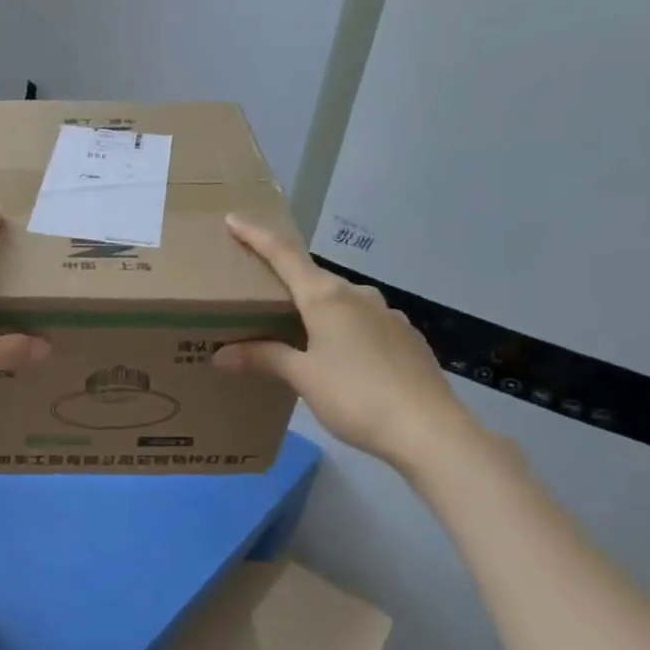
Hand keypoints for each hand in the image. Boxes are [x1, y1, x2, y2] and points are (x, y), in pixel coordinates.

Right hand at [213, 215, 480, 474]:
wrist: (429, 430)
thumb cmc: (356, 396)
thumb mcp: (303, 378)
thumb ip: (264, 358)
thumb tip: (221, 354)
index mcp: (326, 297)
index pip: (283, 255)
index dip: (256, 236)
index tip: (234, 219)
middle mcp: (358, 295)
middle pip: (312, 277)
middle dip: (285, 281)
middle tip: (259, 295)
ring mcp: (387, 314)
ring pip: (340, 300)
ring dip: (316, 308)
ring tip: (297, 331)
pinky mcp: (405, 336)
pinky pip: (363, 321)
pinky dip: (343, 328)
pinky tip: (340, 356)